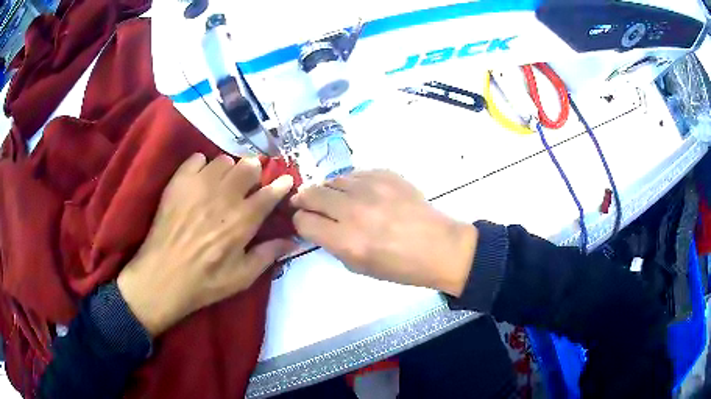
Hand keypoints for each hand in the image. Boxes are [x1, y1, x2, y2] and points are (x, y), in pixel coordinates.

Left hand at [117, 154, 295, 336]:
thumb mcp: (242, 277)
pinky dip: (202, 166)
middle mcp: (224, 196)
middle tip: (249, 184)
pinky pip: (197, 158)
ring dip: (229, 170)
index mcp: (243, 220)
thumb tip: (293, 241)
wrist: (163, 276)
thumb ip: (268, 255)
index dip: (281, 185)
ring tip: (222, 183)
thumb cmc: (205, 282)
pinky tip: (200, 181)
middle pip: (249, 166)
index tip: (286, 181)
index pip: (269, 193)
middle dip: (254, 172)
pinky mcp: (179, 182)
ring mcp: (199, 185)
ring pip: (224, 160)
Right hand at [291, 170, 476, 295]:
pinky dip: (351, 184)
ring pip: (333, 180)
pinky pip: (356, 174)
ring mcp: (372, 188)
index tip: (304, 221)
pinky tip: (360, 193)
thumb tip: (318, 224)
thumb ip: (332, 244)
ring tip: (336, 199)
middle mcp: (354, 211)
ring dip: (328, 190)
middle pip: (312, 193)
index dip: (299, 221)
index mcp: (347, 241)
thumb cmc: (399, 266)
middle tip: (306, 202)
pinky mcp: (386, 175)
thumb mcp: (359, 266)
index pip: (304, 221)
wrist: (438, 247)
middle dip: (304, 199)